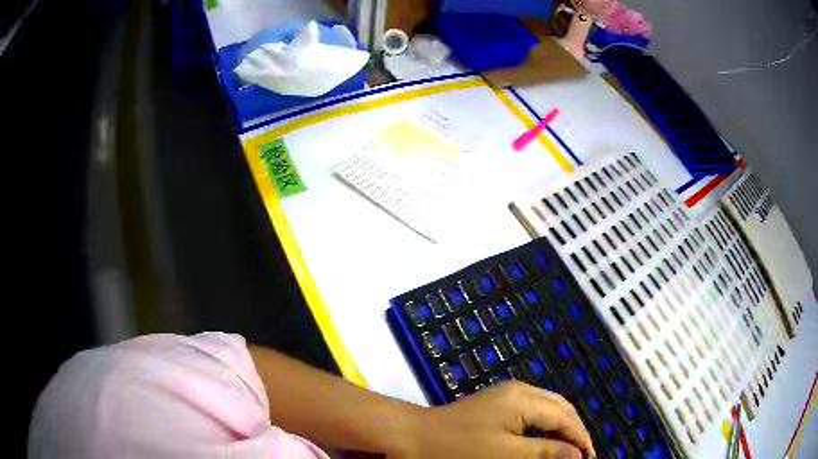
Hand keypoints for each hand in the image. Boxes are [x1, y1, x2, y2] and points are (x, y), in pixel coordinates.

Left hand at [403, 381, 595, 458]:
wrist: (413, 436)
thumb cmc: (458, 448)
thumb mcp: (505, 453)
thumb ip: (544, 452)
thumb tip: (577, 454)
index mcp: (524, 398)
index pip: (565, 417)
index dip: (581, 439)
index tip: (590, 458)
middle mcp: (520, 390)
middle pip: (560, 408)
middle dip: (575, 431)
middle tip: (583, 455)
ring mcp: (508, 394)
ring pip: (548, 409)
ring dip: (561, 429)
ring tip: (569, 451)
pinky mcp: (498, 404)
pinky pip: (533, 412)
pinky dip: (545, 427)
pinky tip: (546, 441)